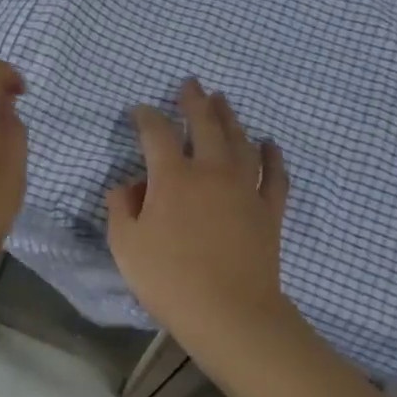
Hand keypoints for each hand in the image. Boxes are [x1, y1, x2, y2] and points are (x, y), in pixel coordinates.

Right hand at [106, 79, 296, 350]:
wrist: (230, 312)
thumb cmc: (170, 279)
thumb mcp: (126, 246)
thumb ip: (121, 208)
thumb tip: (127, 185)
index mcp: (173, 178)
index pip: (157, 134)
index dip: (146, 117)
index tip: (139, 110)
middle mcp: (211, 172)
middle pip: (205, 124)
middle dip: (195, 100)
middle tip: (191, 83)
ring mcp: (245, 189)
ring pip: (240, 141)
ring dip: (230, 118)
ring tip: (223, 101)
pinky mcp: (269, 210)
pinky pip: (274, 175)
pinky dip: (272, 156)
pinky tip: (269, 144)